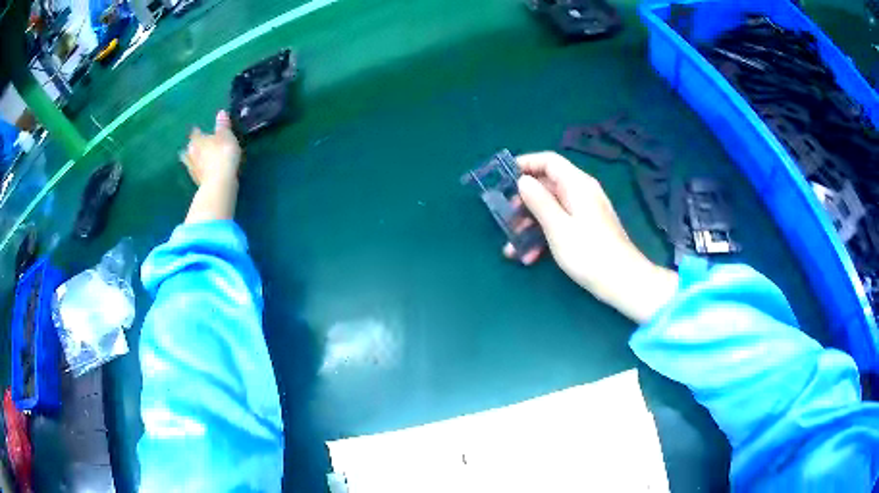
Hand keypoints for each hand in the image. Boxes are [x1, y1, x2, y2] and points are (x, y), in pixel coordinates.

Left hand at [180, 111, 240, 186]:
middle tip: (198, 145)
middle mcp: (191, 153)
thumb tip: (221, 112)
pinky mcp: (196, 181)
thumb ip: (223, 125)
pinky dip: (198, 170)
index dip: (198, 131)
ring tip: (196, 159)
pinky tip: (202, 171)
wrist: (219, 183)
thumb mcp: (226, 136)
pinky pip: (196, 172)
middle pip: (189, 147)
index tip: (200, 130)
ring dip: (192, 159)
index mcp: (197, 140)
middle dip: (193, 145)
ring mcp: (191, 169)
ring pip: (189, 161)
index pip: (195, 132)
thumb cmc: (223, 154)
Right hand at [507, 152, 677, 322]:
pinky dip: (543, 236)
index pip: (549, 161)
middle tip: (505, 219)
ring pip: (550, 208)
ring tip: (512, 247)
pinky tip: (530, 256)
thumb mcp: (558, 227)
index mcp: (577, 185)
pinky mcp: (585, 229)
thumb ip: (539, 201)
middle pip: (547, 186)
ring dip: (529, 225)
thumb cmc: (589, 253)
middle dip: (523, 203)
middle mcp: (581, 193)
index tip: (504, 177)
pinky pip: (559, 223)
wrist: (622, 281)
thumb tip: (523, 180)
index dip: (526, 164)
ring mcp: (584, 212)